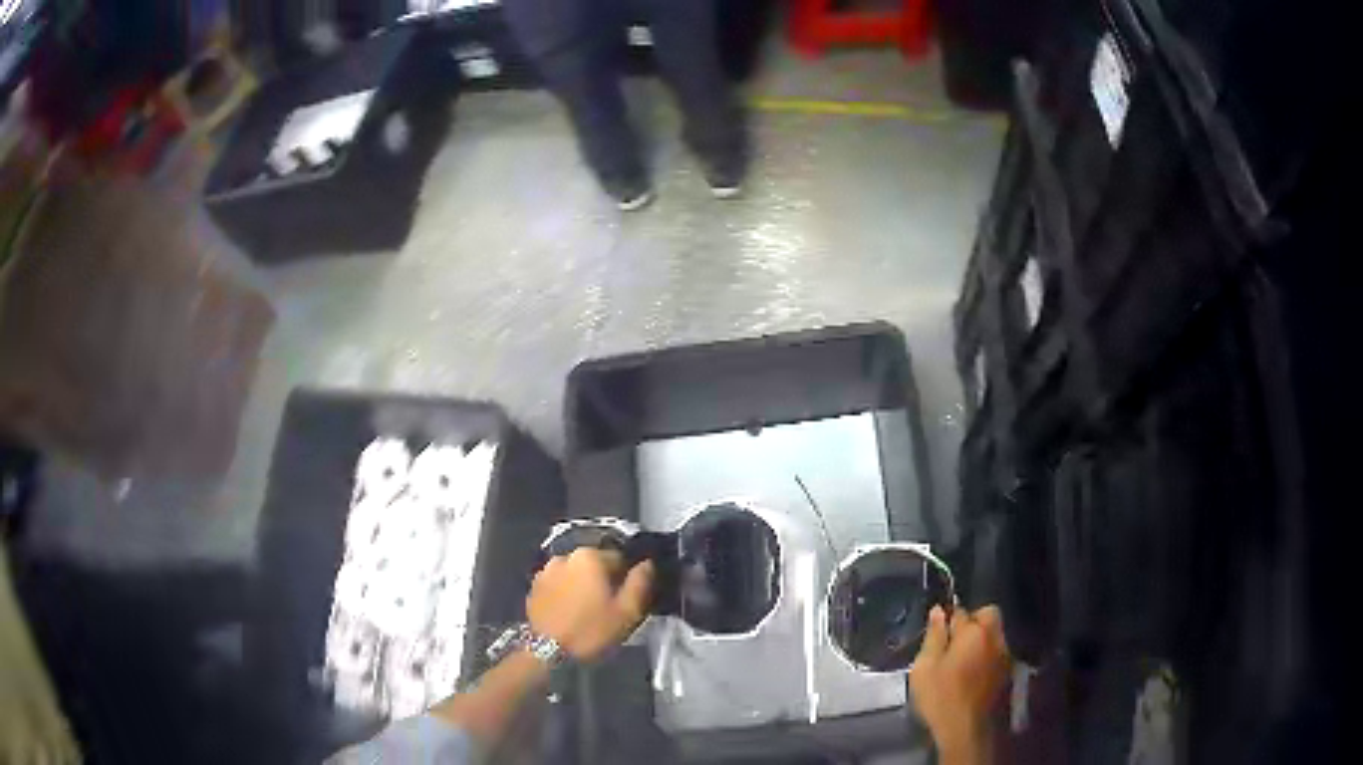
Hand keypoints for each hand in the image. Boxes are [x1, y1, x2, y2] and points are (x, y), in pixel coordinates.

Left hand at [527, 548, 654, 660]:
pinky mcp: (533, 587)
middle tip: (606, 608)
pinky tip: (568, 614)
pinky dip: (564, 594)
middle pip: (593, 565)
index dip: (625, 580)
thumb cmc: (591, 630)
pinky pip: (557, 585)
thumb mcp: (627, 611)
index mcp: (589, 557)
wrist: (547, 652)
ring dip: (581, 586)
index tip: (624, 600)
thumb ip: (640, 582)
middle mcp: (565, 556)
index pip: (618, 558)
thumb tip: (647, 563)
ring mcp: (545, 571)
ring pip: (574, 575)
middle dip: (601, 581)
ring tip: (586, 612)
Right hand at [909, 605, 1010, 764]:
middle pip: (988, 616)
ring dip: (981, 641)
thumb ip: (934, 636)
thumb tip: (939, 610)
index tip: (937, 633)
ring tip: (962, 662)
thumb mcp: (925, 667)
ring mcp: (1005, 656)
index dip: (947, 619)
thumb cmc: (941, 697)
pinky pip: (997, 654)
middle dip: (973, 622)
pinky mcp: (1008, 674)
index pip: (961, 611)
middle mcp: (996, 637)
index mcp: (975, 631)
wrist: (967, 730)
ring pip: (994, 635)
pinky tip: (973, 676)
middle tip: (953, 644)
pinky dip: (987, 658)